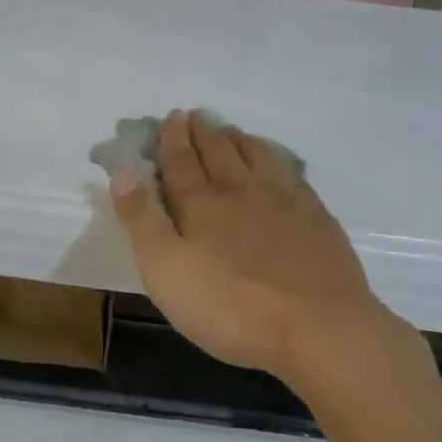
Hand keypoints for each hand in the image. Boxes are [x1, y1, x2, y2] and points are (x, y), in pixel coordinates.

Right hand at [105, 108, 395, 380]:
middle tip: (196, 114)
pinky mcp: (315, 217)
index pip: (180, 162)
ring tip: (230, 130)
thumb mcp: (165, 269)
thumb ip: (142, 218)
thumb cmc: (230, 305)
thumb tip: (123, 170)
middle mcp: (240, 191)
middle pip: (218, 152)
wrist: (318, 327)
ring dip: (239, 139)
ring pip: (256, 156)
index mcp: (201, 204)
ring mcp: (283, 201)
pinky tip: (276, 162)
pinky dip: (275, 158)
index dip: (172, 139)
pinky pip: (290, 173)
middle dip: (203, 132)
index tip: (172, 116)